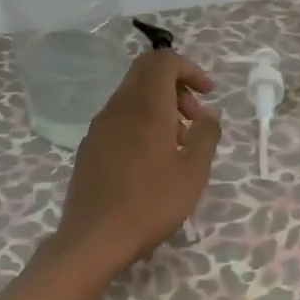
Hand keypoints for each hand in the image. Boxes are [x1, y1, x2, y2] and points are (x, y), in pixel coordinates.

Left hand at [55, 48, 222, 274]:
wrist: (94, 238)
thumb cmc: (151, 204)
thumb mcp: (193, 172)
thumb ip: (206, 134)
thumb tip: (209, 112)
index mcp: (145, 106)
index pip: (163, 61)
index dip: (190, 69)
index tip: (209, 94)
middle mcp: (118, 107)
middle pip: (145, 73)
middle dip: (176, 85)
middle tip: (195, 118)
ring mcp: (99, 127)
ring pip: (132, 96)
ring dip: (159, 107)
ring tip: (178, 144)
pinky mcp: (89, 147)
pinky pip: (119, 118)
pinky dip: (141, 122)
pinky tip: (152, 159)